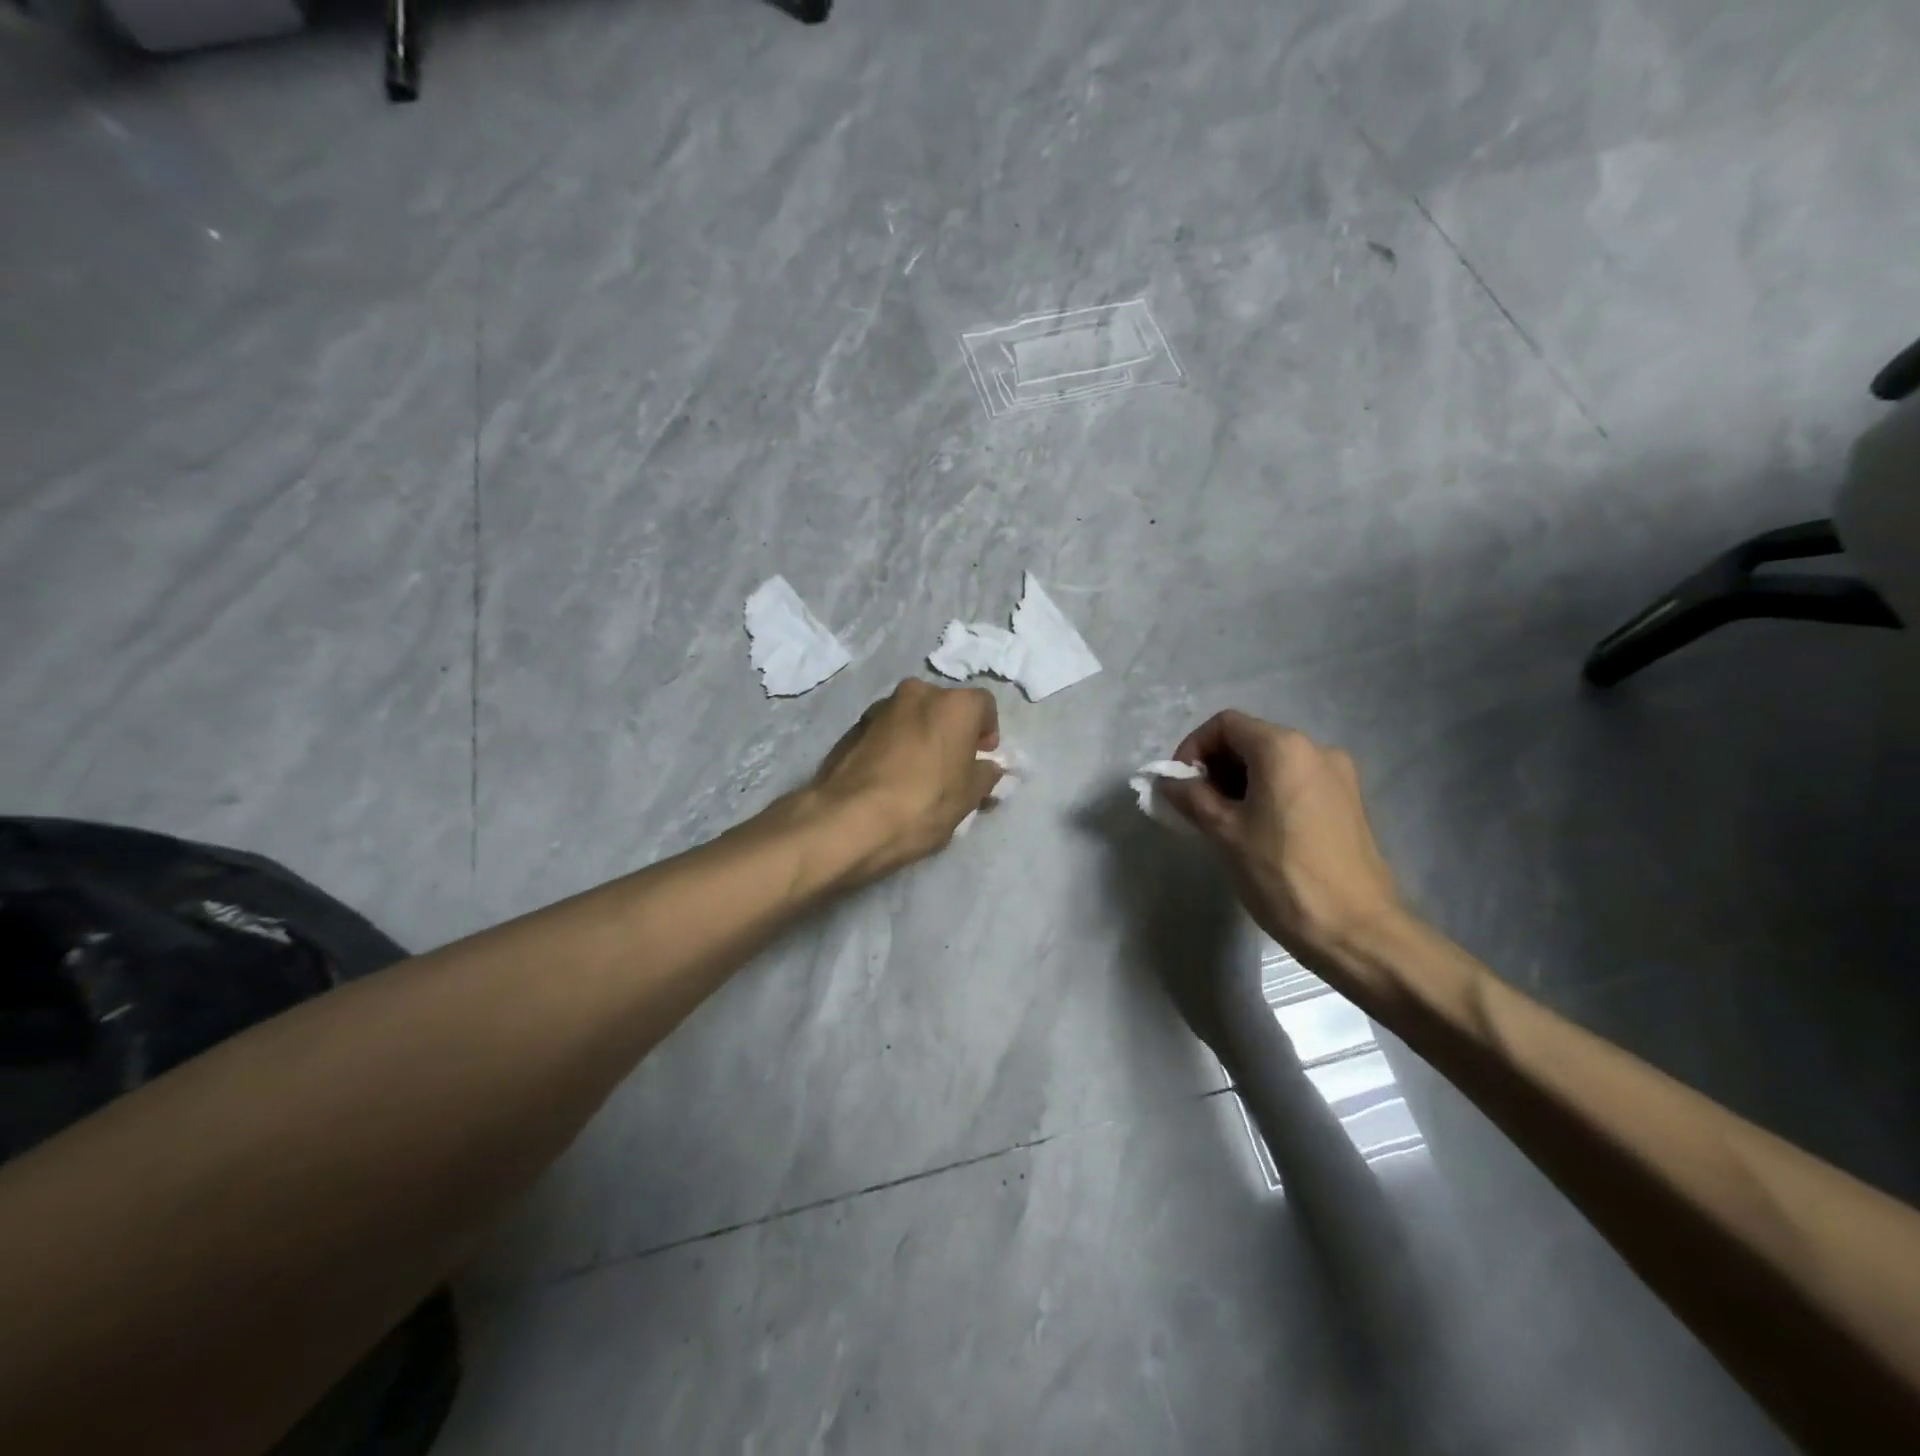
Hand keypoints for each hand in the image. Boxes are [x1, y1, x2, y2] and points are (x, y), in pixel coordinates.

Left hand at [809, 679, 1002, 879]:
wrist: (848, 819)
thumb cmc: (922, 804)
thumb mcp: (967, 798)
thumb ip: (984, 776)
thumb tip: (987, 767)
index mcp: (953, 705)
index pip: (984, 705)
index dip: (987, 731)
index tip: (982, 757)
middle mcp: (918, 693)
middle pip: (945, 706)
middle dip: (952, 731)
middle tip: (952, 765)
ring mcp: (881, 707)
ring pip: (913, 716)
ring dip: (921, 735)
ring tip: (919, 773)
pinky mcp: (853, 726)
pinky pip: (886, 730)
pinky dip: (895, 744)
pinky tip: (891, 777)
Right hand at [1157, 711, 1408, 972]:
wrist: (1356, 930)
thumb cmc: (1282, 875)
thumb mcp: (1225, 833)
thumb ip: (1191, 798)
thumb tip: (1168, 782)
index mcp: (1284, 748)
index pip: (1225, 725)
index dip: (1193, 748)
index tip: (1179, 785)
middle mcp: (1316, 749)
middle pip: (1251, 740)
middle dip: (1215, 767)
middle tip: (1195, 806)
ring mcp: (1338, 776)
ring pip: (1274, 763)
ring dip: (1239, 782)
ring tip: (1222, 822)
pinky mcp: (1348, 803)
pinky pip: (1296, 783)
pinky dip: (1267, 794)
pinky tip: (1256, 831)